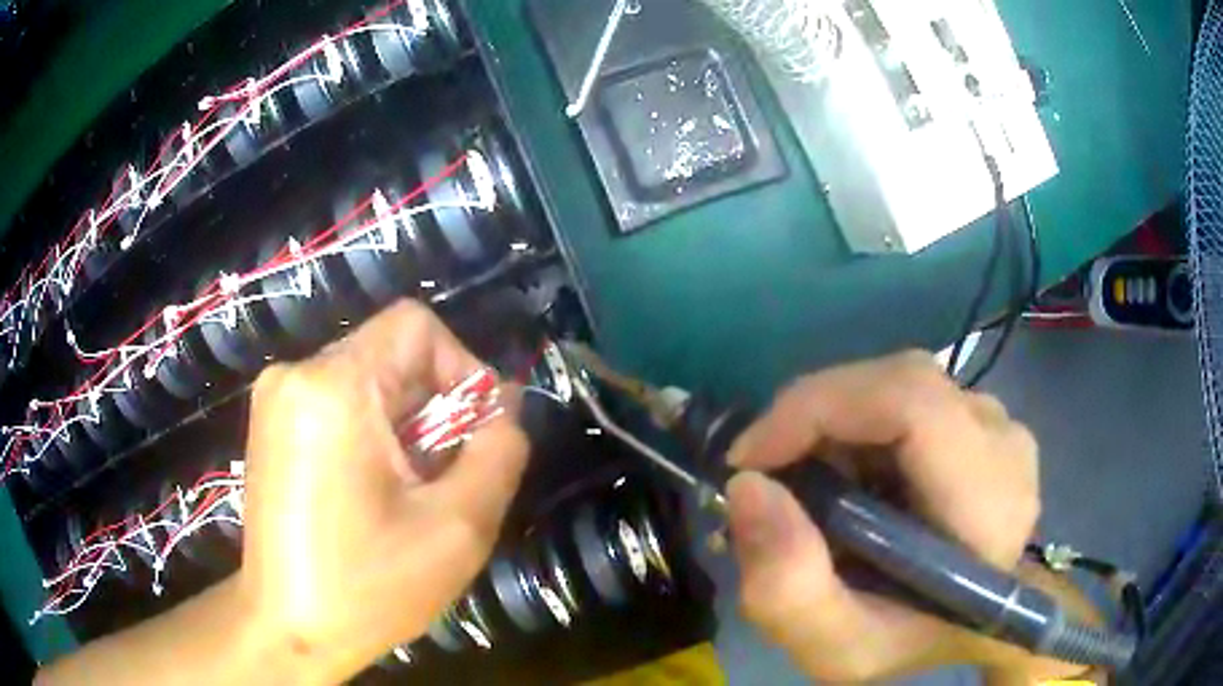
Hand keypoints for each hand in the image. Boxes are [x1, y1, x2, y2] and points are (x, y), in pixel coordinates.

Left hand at [238, 300, 528, 679]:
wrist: (288, 629)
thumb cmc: (368, 587)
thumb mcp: (458, 527)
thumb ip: (499, 451)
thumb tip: (505, 406)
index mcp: (332, 387)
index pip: (416, 327)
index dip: (461, 369)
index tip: (474, 434)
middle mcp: (295, 374)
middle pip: (391, 356)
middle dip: (433, 410)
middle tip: (444, 479)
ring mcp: (276, 398)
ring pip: (368, 381)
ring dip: (405, 427)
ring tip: (410, 493)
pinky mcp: (271, 423)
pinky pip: (339, 402)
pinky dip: (372, 435)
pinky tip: (375, 492)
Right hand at [725, 351, 1048, 681]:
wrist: (959, 627)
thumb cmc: (907, 643)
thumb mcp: (838, 648)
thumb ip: (789, 589)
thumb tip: (747, 488)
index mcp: (989, 504)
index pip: (912, 403)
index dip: (819, 409)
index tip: (748, 460)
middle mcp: (1004, 444)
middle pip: (899, 384)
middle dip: (815, 419)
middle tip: (767, 477)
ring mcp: (996, 423)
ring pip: (897, 384)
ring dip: (834, 425)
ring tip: (809, 489)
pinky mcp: (979, 419)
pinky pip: (906, 395)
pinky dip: (856, 427)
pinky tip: (846, 478)